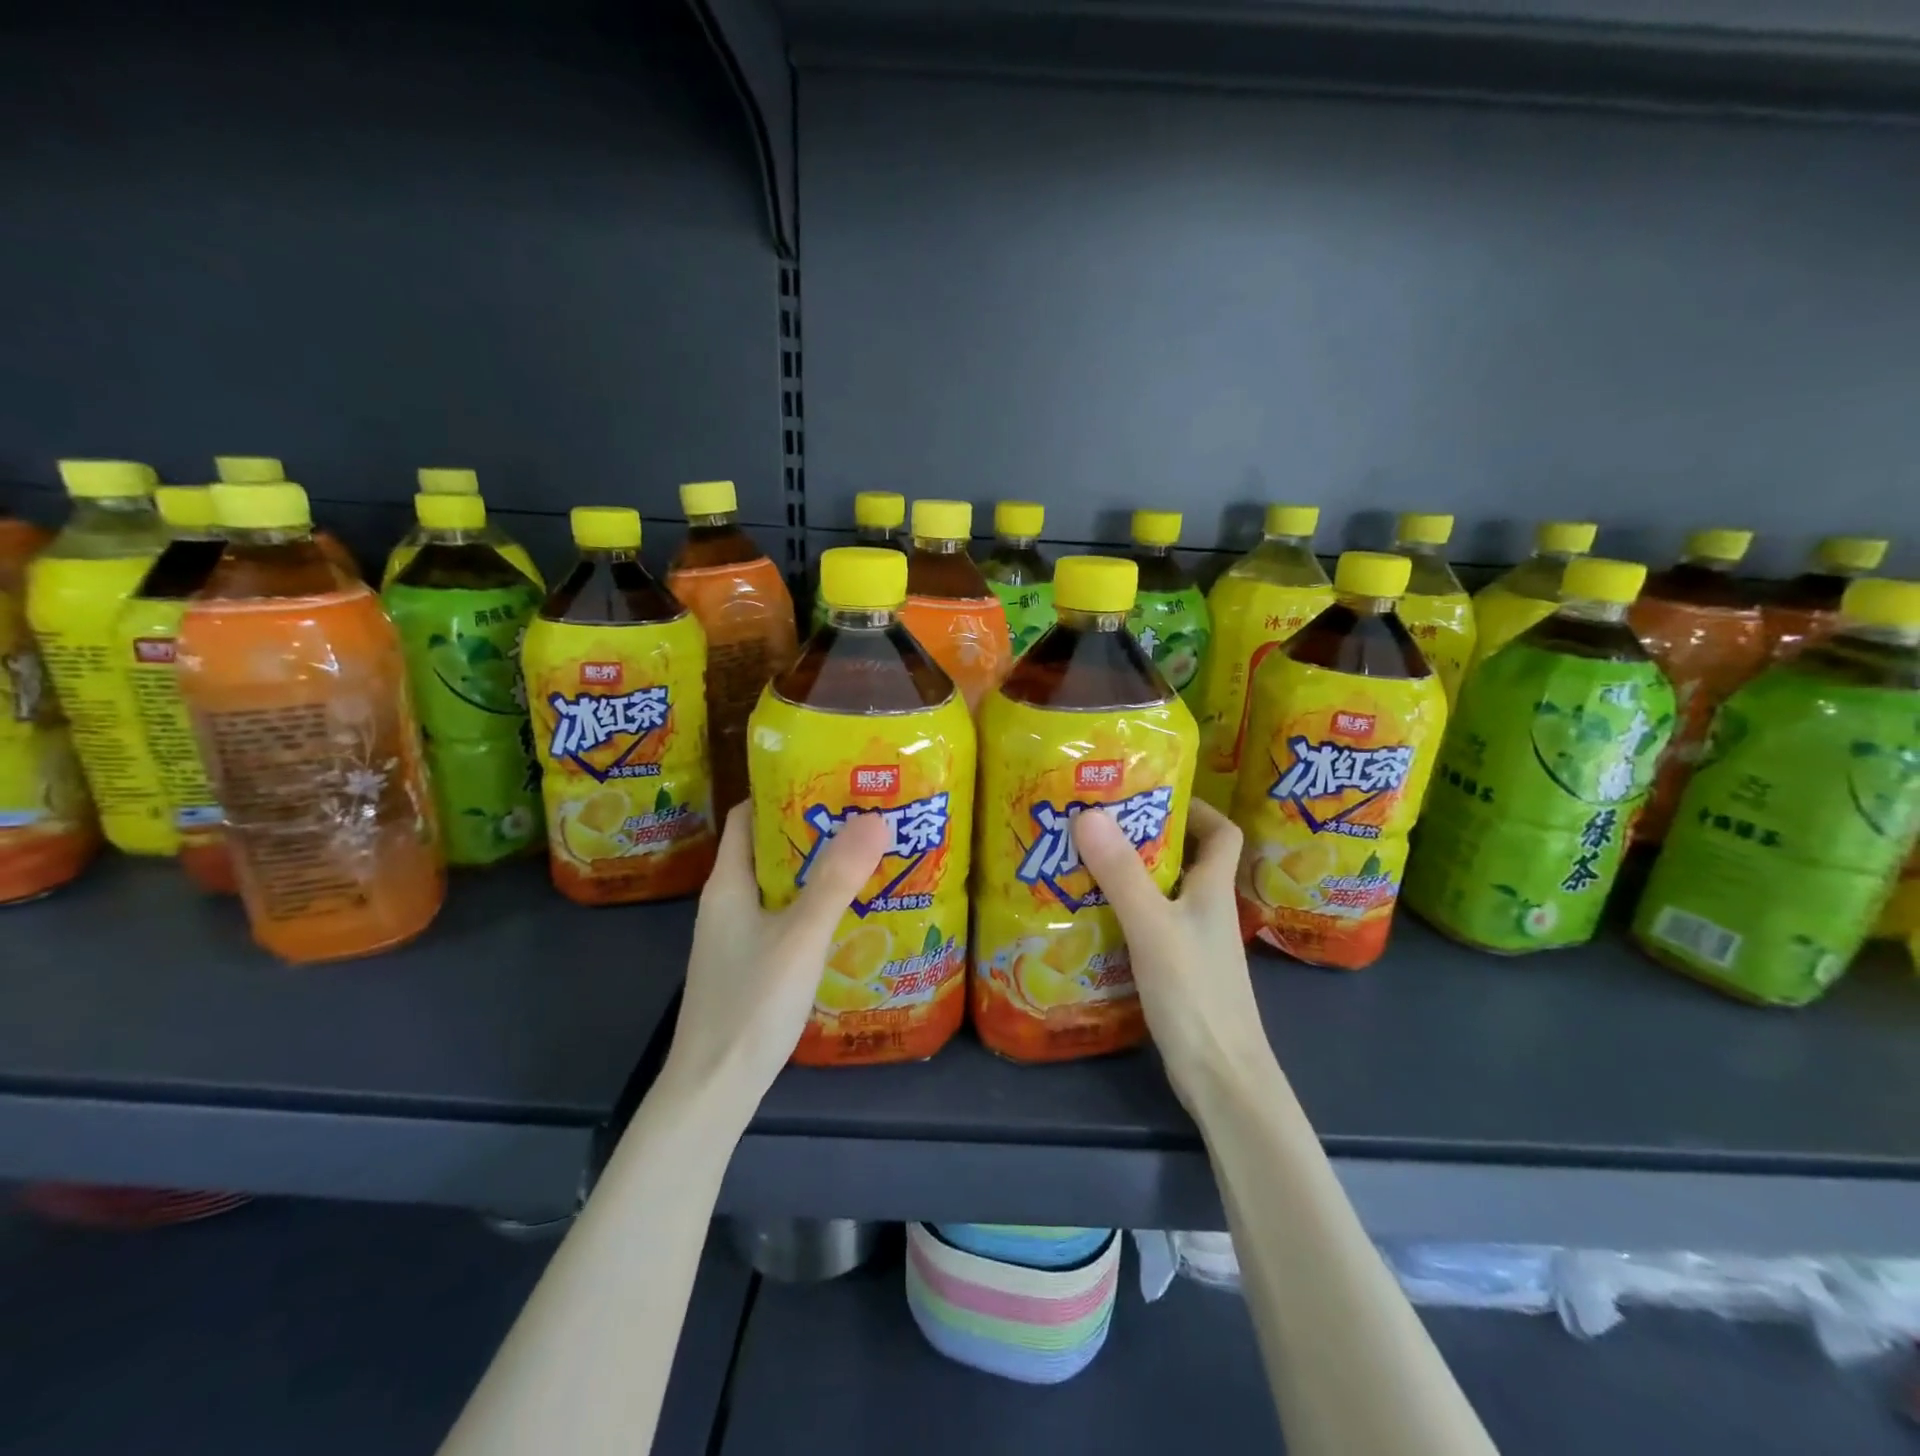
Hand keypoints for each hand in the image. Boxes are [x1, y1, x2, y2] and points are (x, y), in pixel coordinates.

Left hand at [658, 802, 890, 1123]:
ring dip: (815, 870)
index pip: (749, 816)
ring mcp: (735, 937)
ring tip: (865, 858)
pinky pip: (782, 919)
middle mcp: (727, 903)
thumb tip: (874, 817)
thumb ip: (836, 879)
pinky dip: (811, 907)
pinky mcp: (749, 966)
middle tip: (864, 819)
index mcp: (728, 883)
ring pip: (778, 886)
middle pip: (768, 849)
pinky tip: (847, 916)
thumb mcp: (800, 935)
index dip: (784, 792)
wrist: (713, 1090)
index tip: (832, 782)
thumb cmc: (751, 1003)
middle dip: (812, 831)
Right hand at [1072, 800, 1276, 1112]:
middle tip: (1096, 824)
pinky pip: (1150, 925)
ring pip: (1163, 893)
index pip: (1221, 833)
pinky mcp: (1178, 970)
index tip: (1151, 795)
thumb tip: (1089, 813)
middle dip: (1144, 837)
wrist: (1222, 1078)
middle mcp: (1207, 910)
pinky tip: (1091, 917)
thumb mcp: (1153, 927)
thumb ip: (1122, 873)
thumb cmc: (1196, 995)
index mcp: (1213, 890)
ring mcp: (1194, 943)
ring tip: (1082, 862)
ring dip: (1129, 875)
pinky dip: (1124, 913)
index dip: (1195, 808)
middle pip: (1184, 858)